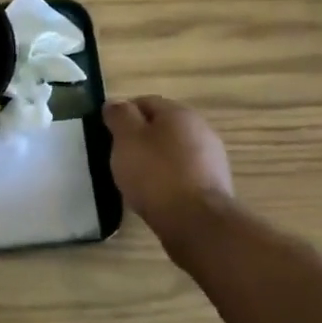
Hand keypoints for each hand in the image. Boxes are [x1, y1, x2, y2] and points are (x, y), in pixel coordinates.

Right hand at [102, 96, 234, 258]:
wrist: (195, 220)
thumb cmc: (155, 173)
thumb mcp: (127, 139)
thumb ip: (119, 116)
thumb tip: (115, 103)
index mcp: (179, 113)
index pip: (145, 102)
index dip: (123, 114)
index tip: (108, 134)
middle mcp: (200, 129)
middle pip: (161, 126)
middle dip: (139, 137)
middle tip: (119, 156)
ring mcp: (211, 157)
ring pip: (173, 149)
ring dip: (154, 158)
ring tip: (135, 178)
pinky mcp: (213, 183)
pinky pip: (183, 172)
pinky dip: (167, 177)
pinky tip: (155, 193)